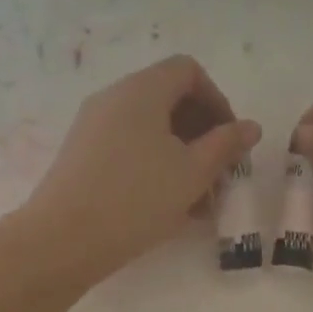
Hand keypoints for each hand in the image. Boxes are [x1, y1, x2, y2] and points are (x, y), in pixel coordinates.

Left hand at [24, 55, 260, 278]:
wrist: (62, 240)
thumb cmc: (136, 199)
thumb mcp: (192, 173)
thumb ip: (226, 144)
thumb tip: (250, 127)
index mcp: (141, 90)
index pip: (188, 71)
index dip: (217, 101)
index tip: (229, 141)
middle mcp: (113, 98)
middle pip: (168, 100)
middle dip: (202, 135)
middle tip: (219, 175)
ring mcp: (92, 127)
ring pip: (149, 131)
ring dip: (181, 157)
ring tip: (199, 202)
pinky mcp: (81, 156)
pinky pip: (128, 149)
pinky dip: (154, 168)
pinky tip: (168, 208)